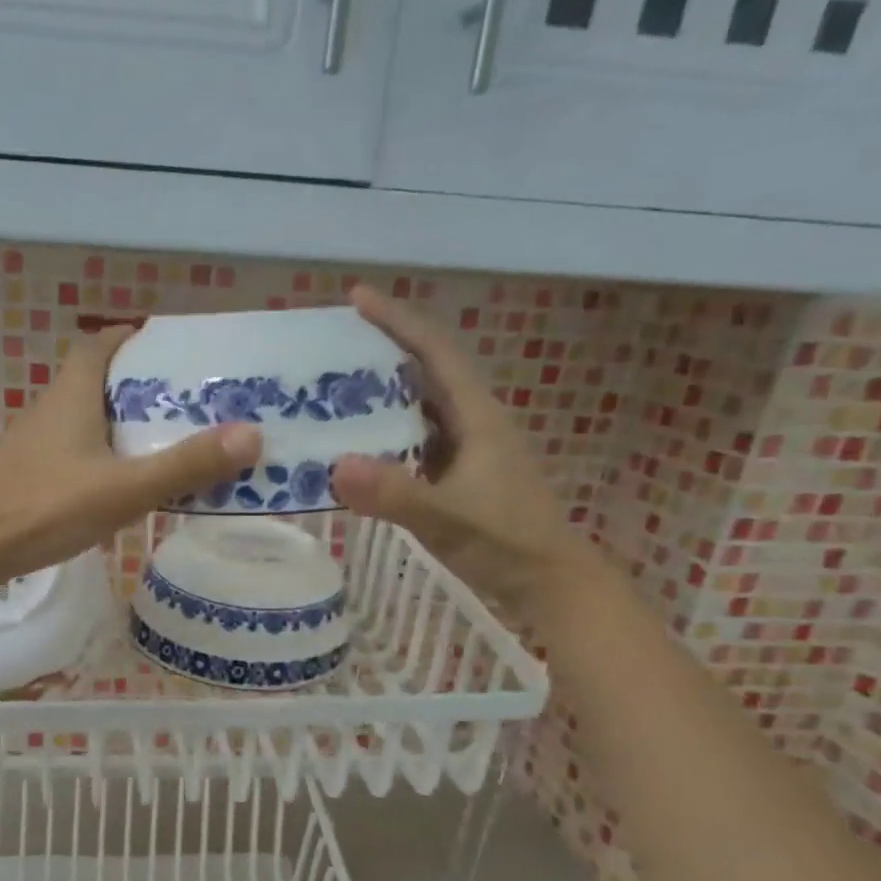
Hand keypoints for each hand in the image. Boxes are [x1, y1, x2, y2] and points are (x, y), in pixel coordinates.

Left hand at [0, 325, 262, 597]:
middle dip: (139, 385)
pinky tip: (125, 486)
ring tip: (169, 442)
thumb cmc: (42, 507)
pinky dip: (105, 458)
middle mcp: (51, 412)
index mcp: (72, 396)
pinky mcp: (29, 479)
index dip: (130, 337)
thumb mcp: (123, 488)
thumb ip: (185, 465)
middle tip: (186, 401)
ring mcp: (36, 447)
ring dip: (123, 425)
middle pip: (97, 382)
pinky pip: (77, 455)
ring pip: (87, 422)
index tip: (165, 345)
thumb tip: (253, 434)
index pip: (98, 345)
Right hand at [331, 285, 585, 609]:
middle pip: (425, 370)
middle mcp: (472, 423)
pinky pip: (414, 441)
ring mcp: (466, 450)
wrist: (549, 583)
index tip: (356, 297)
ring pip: (419, 407)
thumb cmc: (506, 543)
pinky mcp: (457, 475)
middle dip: (383, 350)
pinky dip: (385, 434)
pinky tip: (356, 446)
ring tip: (333, 389)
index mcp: (477, 416)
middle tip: (331, 346)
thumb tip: (335, 465)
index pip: (434, 352)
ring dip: (381, 393)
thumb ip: (394, 493)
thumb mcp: (447, 517)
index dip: (397, 320)